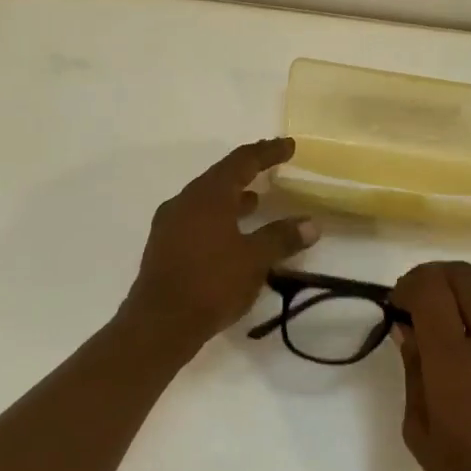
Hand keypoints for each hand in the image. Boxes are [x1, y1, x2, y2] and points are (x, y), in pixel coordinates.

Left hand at [122, 138, 318, 351]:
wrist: (159, 324)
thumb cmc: (211, 284)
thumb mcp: (255, 260)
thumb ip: (282, 238)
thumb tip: (311, 224)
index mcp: (208, 196)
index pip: (242, 161)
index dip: (267, 152)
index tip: (288, 146)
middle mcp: (185, 201)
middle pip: (221, 176)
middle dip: (248, 171)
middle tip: (272, 168)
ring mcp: (171, 224)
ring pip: (207, 199)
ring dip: (232, 197)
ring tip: (256, 201)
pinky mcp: (165, 246)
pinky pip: (197, 219)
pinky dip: (219, 217)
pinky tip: (232, 234)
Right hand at [391, 262, 470, 470]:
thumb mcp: (421, 433)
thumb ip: (412, 372)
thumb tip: (406, 330)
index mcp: (454, 359)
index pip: (429, 288)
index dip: (407, 286)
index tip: (397, 307)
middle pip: (460, 273)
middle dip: (431, 279)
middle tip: (417, 306)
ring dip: (462, 290)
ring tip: (450, 319)